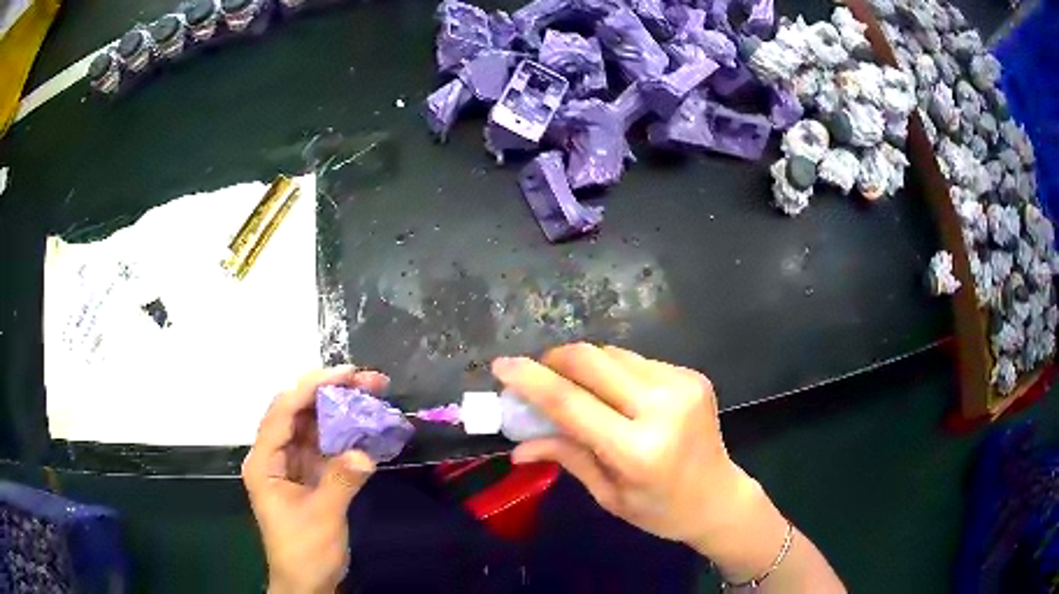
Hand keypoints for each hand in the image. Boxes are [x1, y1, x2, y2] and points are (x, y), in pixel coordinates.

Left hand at [242, 366, 387, 593]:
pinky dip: (345, 435)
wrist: (306, 583)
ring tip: (371, 396)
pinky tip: (365, 427)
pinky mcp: (309, 476)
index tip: (347, 373)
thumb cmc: (304, 551)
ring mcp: (292, 465)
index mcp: (265, 461)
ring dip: (340, 410)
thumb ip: (341, 481)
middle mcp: (274, 456)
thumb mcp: (322, 517)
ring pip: (313, 426)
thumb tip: (366, 452)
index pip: (284, 411)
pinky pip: (325, 447)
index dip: (312, 387)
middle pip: (298, 412)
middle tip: (368, 381)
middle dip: (331, 392)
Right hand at [491, 344, 772, 556]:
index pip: (571, 403)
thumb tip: (518, 445)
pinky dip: (613, 371)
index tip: (501, 366)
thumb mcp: (608, 495)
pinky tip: (612, 393)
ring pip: (613, 354)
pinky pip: (636, 361)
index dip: (531, 380)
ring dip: (583, 365)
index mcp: (638, 450)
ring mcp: (682, 385)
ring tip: (572, 387)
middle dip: (554, 360)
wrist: (720, 497)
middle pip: (592, 361)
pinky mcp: (692, 376)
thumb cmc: (660, 510)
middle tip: (536, 375)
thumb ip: (566, 457)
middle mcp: (663, 408)